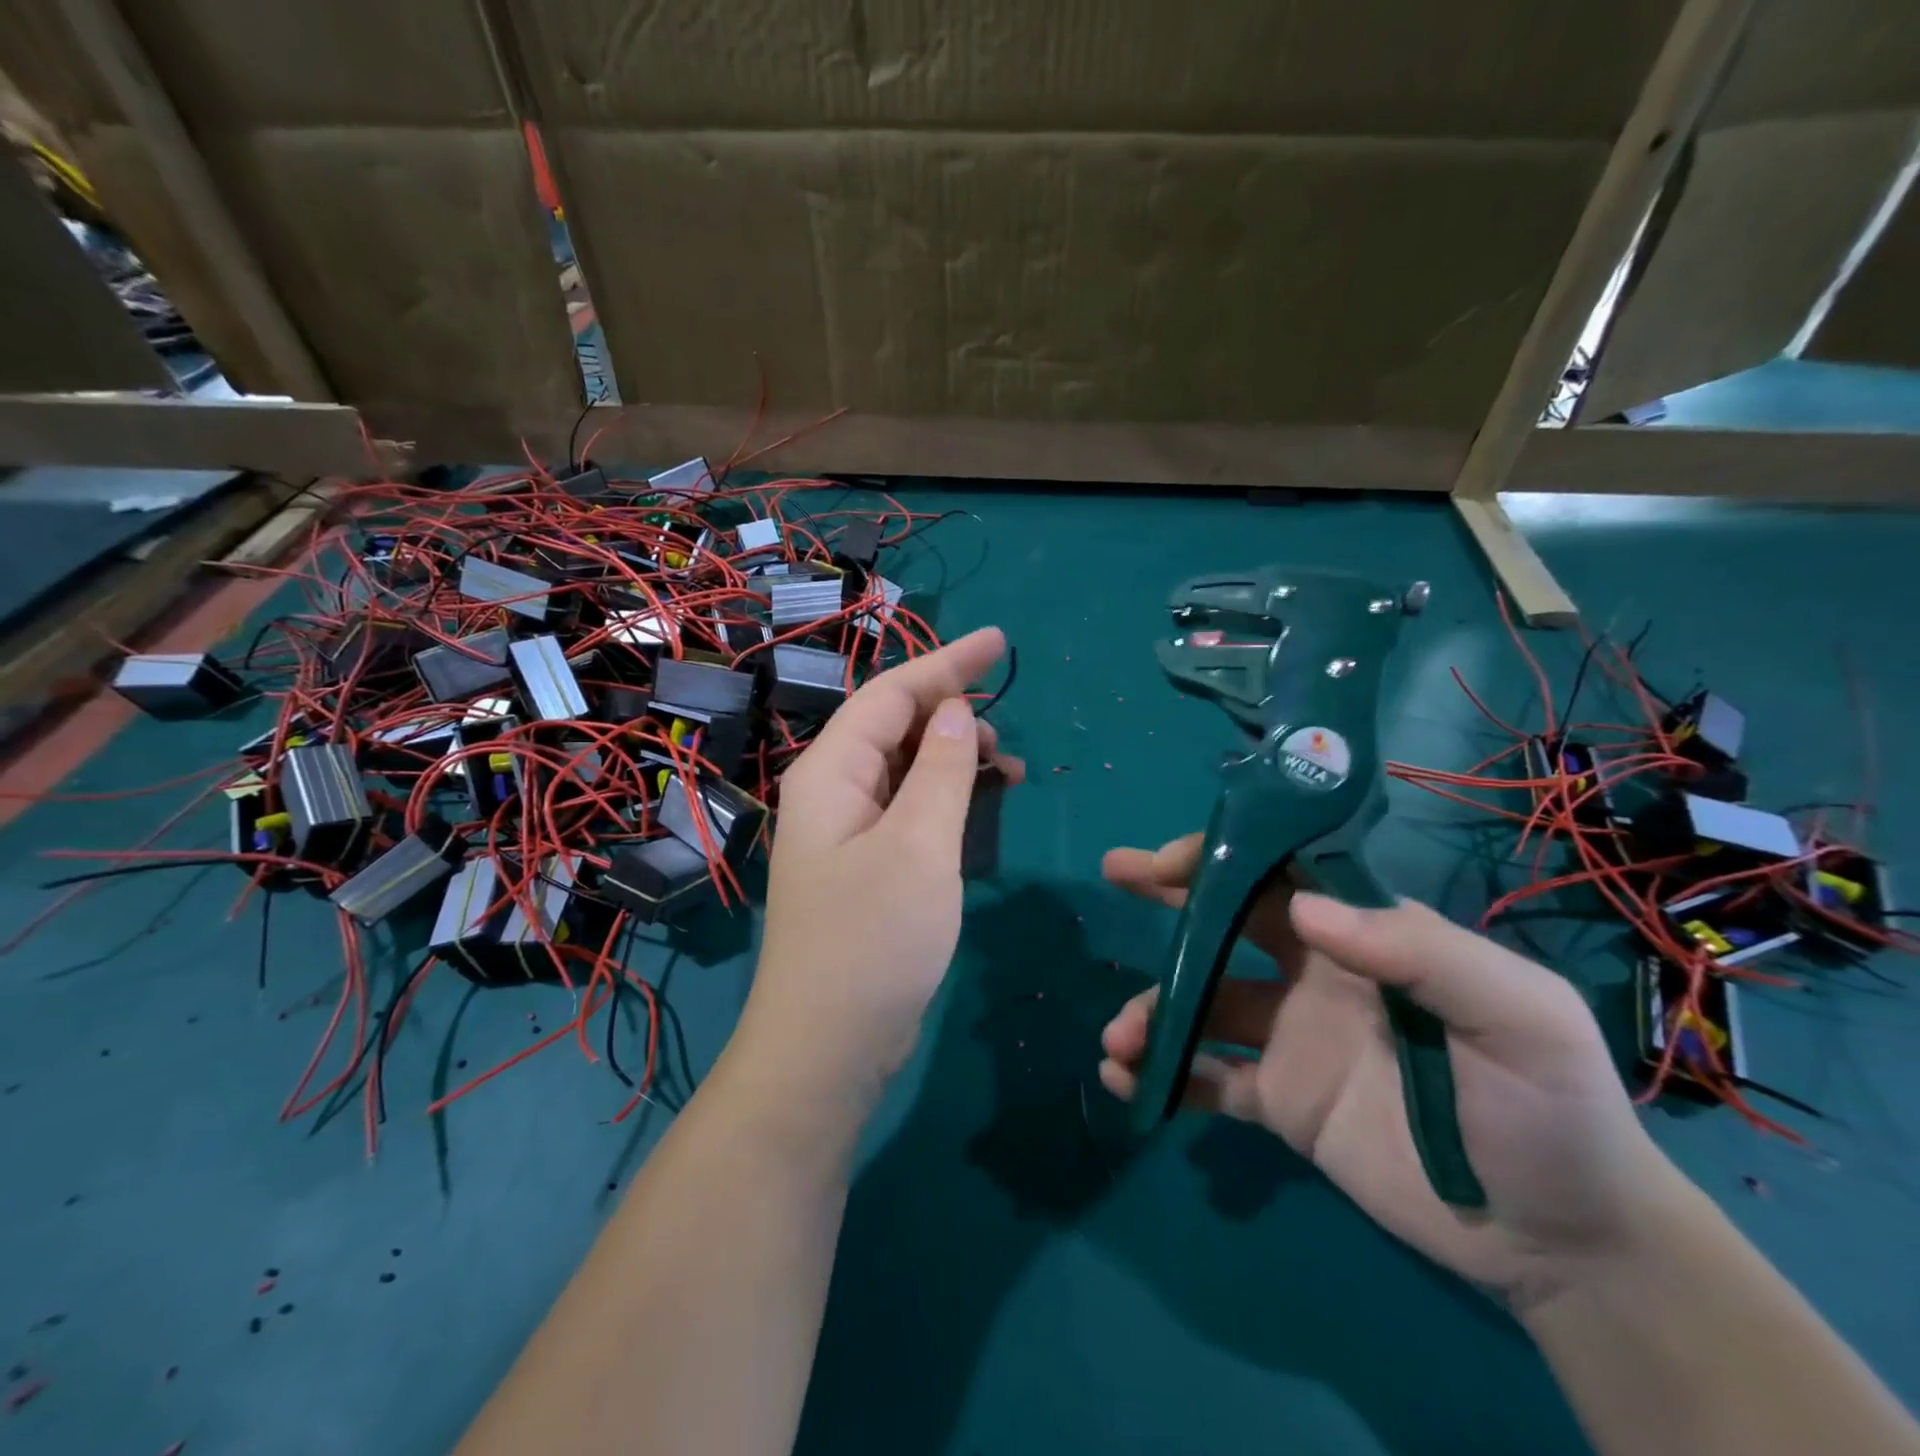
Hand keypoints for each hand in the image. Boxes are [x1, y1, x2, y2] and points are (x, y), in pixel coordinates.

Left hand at [735, 628, 1023, 1111]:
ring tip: (1007, 771)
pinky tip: (979, 808)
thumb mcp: (920, 844)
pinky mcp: (865, 866)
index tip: (1001, 642)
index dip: (947, 662)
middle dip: (953, 714)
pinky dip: (946, 798)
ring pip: (904, 768)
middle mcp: (832, 791)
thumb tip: (955, 711)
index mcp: (832, 771)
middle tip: (1008, 732)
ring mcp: (847, 831)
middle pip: (894, 726)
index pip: (893, 693)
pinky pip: (908, 808)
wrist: (828, 1047)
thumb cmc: (873, 939)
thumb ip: (941, 768)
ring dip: (954, 758)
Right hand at [1099, 835, 1692, 1307]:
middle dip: (1170, 894)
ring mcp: (1291, 1038)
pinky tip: (1127, 1081)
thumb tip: (1302, 908)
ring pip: (1202, 1006)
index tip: (1172, 859)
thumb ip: (1423, 953)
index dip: (1226, 855)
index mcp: (1366, 938)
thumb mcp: (1518, 1016)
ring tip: (1120, 1038)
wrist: (1564, 1241)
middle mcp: (1315, 974)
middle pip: (1228, 920)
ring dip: (1154, 1010)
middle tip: (1116, 872)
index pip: (1283, 872)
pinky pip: (1209, 1079)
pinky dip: (1164, 1075)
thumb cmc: (1550, 1107)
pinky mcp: (1281, 1101)